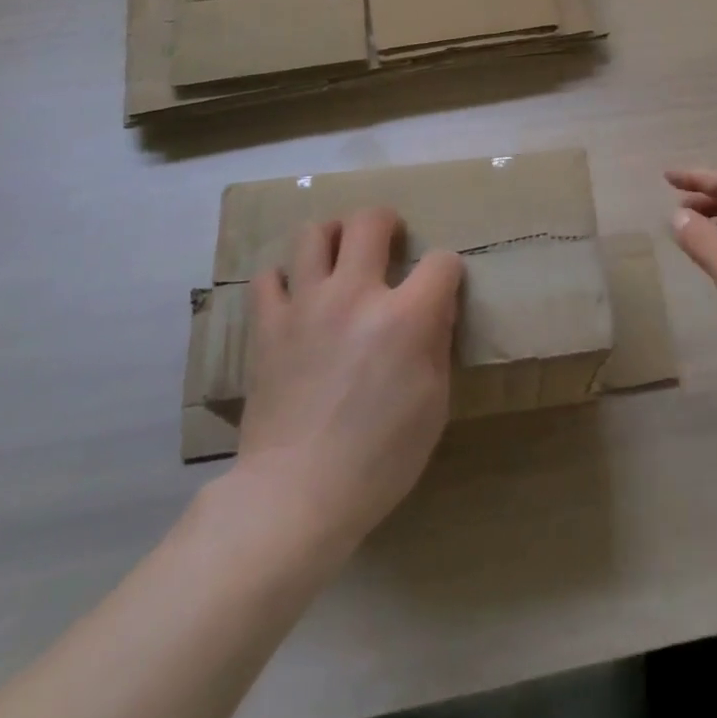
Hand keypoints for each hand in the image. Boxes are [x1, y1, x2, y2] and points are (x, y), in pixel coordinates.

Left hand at [231, 207, 463, 555]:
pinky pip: (268, 277)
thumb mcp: (434, 405)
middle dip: (387, 222)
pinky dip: (285, 279)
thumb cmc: (379, 459)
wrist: (295, 496)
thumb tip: (435, 309)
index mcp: (404, 317)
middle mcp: (354, 295)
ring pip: (313, 234)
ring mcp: (305, 305)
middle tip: (389, 240)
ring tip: (339, 256)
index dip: (448, 269)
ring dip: (333, 236)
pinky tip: (297, 297)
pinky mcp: (268, 326)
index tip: (443, 286)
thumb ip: (437, 344)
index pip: (440, 261)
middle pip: (369, 221)